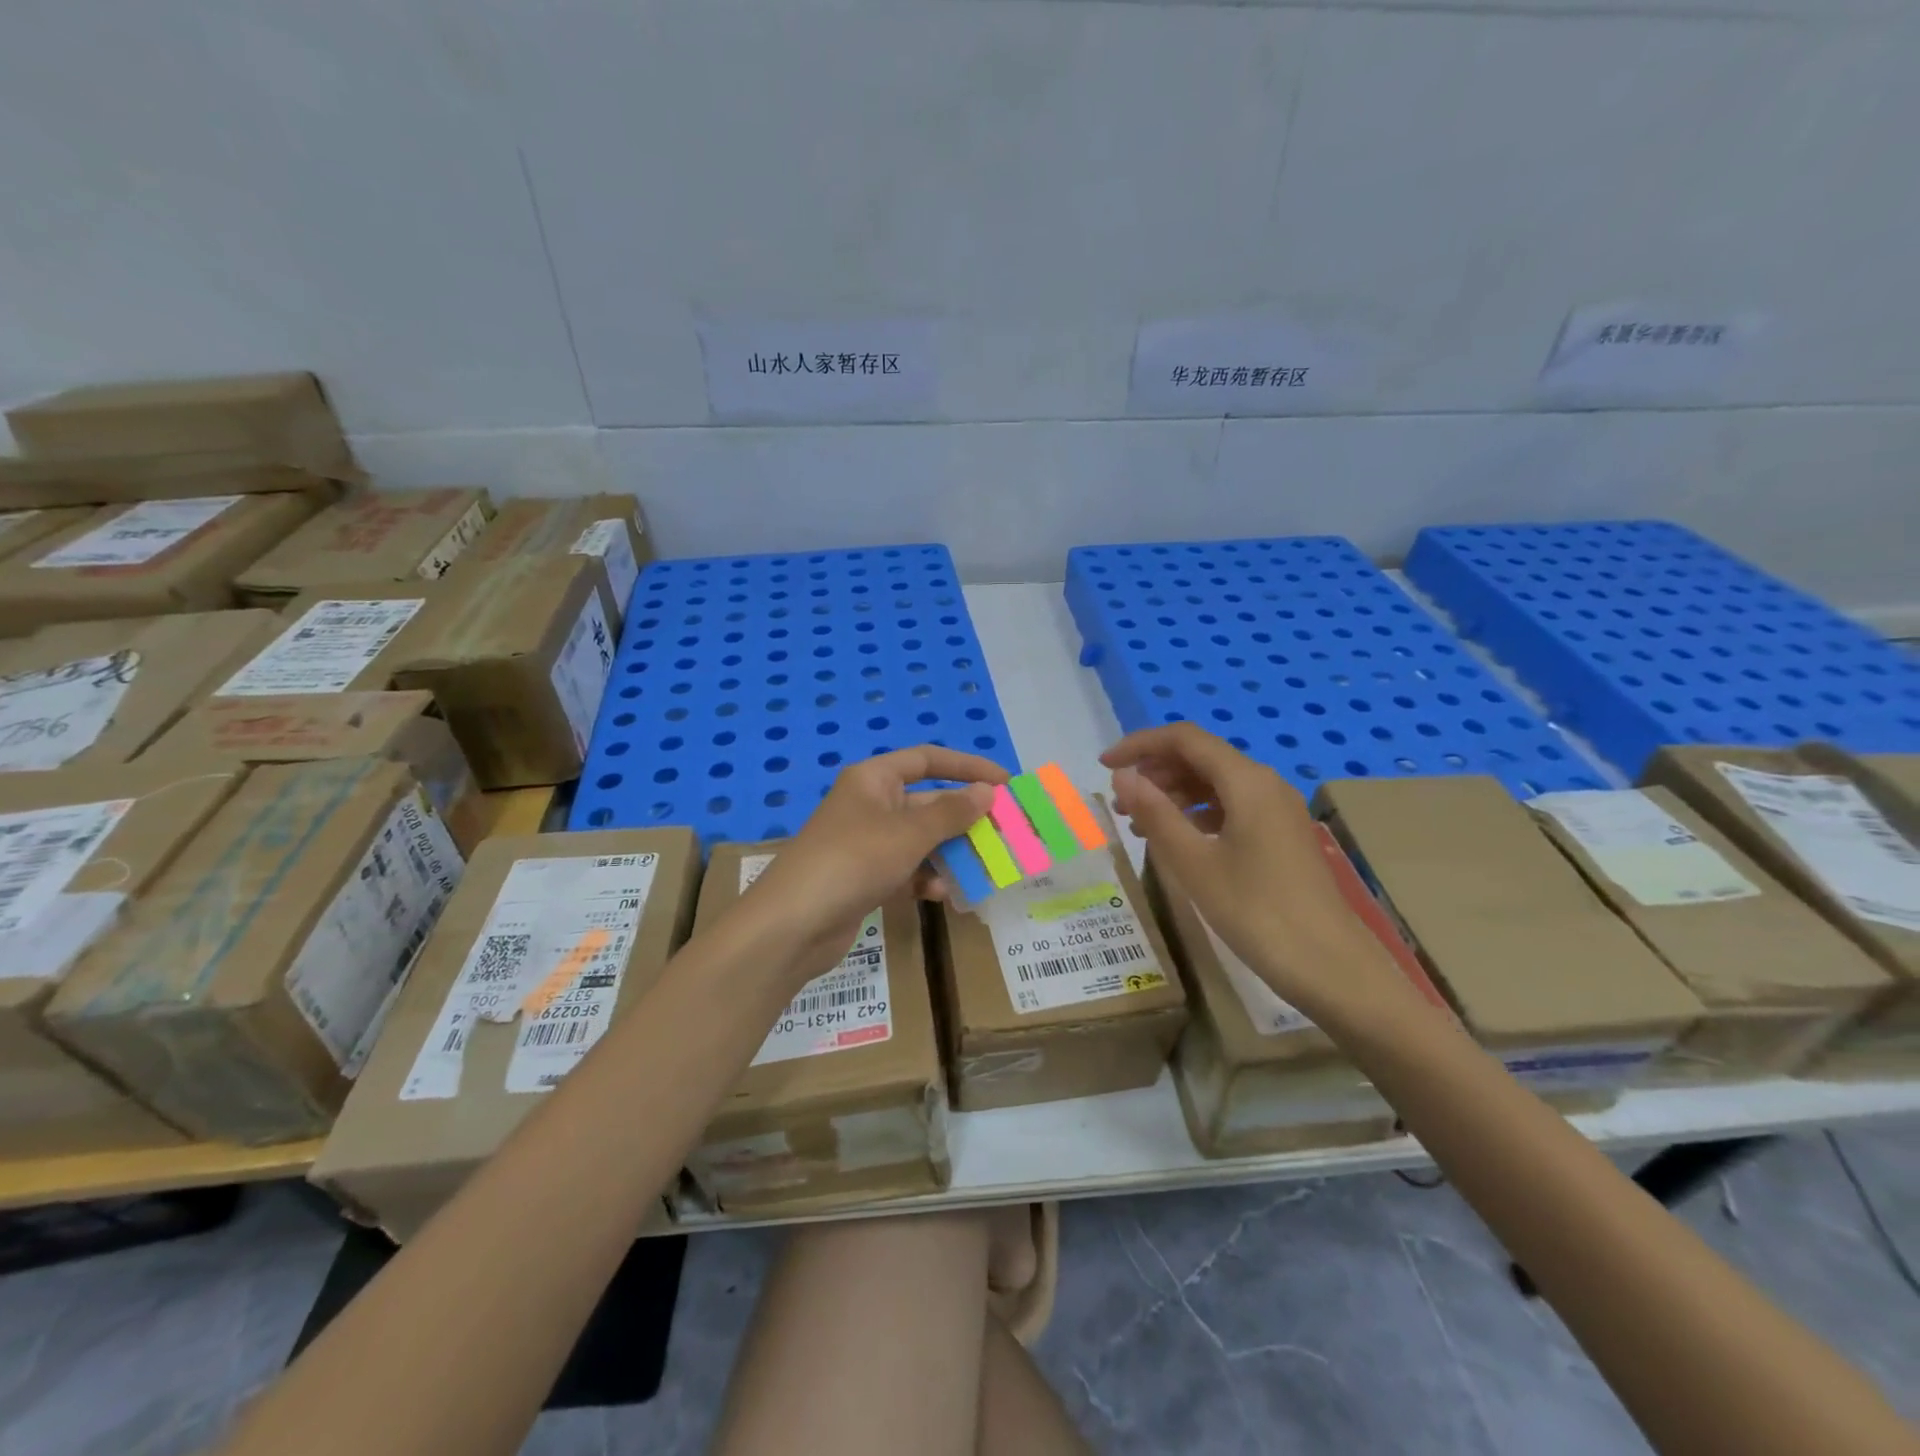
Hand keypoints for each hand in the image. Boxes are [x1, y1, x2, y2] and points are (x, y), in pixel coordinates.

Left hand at [738, 745, 1005, 984]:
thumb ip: (952, 812)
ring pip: (920, 840)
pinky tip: (944, 896)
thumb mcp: (909, 833)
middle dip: (964, 819)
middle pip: (927, 803)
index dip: (968, 767)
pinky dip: (926, 879)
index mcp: (874, 779)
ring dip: (950, 853)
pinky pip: (906, 870)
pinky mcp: (863, 878)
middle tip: (1004, 833)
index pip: (927, 759)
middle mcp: (870, 805)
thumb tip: (988, 791)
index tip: (1005, 782)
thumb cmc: (854, 860)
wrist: (793, 924)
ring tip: (985, 869)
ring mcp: (866, 843)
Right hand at [1102, 723, 1399, 1017]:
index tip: (1103, 765)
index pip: (1184, 739)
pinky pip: (1231, 807)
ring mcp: (1277, 810)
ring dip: (1173, 793)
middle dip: (1155, 770)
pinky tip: (1177, 839)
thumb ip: (1155, 812)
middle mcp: (1265, 784)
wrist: (1330, 966)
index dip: (1140, 745)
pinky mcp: (1281, 835)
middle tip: (1118, 800)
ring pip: (1216, 783)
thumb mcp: (1193, 862)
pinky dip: (1197, 814)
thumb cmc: (1255, 911)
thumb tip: (1122, 775)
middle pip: (1201, 757)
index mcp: (1246, 781)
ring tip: (1138, 822)